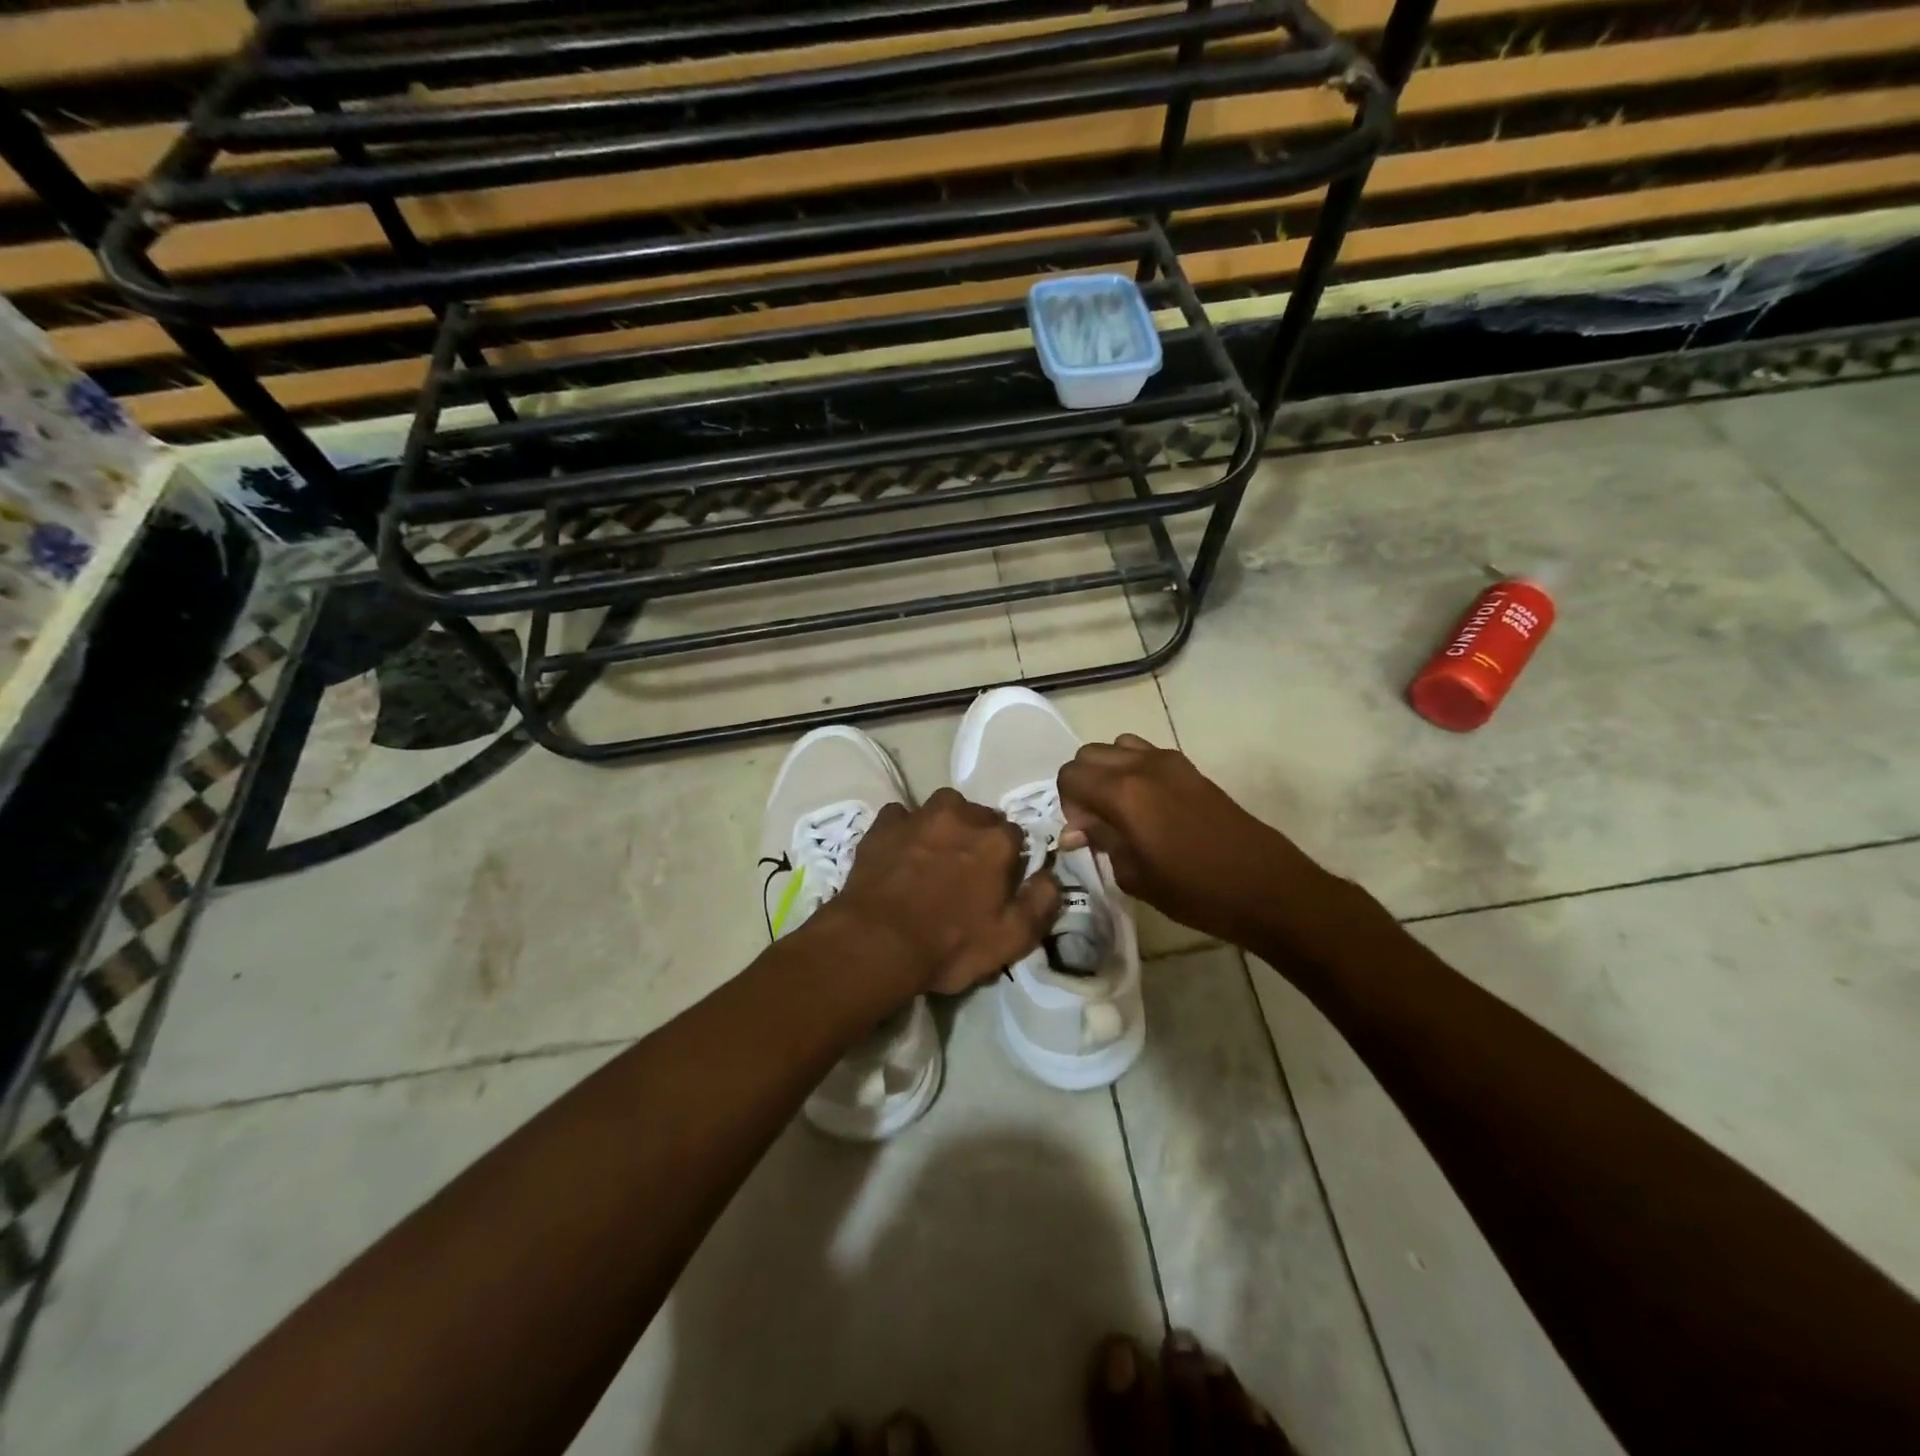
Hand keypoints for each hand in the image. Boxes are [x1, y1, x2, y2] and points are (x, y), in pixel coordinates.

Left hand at [825, 788, 1060, 996]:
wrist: (876, 942)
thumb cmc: (949, 945)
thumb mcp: (1010, 939)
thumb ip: (1040, 903)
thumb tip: (1051, 877)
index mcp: (996, 842)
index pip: (1015, 835)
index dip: (1008, 858)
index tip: (999, 879)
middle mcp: (961, 817)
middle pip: (979, 816)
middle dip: (978, 836)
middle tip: (966, 868)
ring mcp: (919, 817)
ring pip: (942, 808)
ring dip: (944, 824)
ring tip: (935, 853)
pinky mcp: (883, 825)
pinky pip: (901, 816)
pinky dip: (904, 829)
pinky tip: (899, 851)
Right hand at [1057, 733, 1341, 952]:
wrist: (1265, 886)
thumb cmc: (1195, 890)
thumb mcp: (1135, 875)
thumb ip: (1101, 842)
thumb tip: (1075, 831)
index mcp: (1123, 792)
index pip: (1070, 775)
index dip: (1067, 804)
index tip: (1084, 834)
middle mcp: (1141, 766)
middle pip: (1090, 754)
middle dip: (1083, 784)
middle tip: (1098, 823)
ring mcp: (1169, 762)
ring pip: (1117, 747)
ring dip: (1108, 772)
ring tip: (1121, 810)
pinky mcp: (1190, 768)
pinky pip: (1145, 754)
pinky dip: (1133, 770)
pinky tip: (1149, 807)